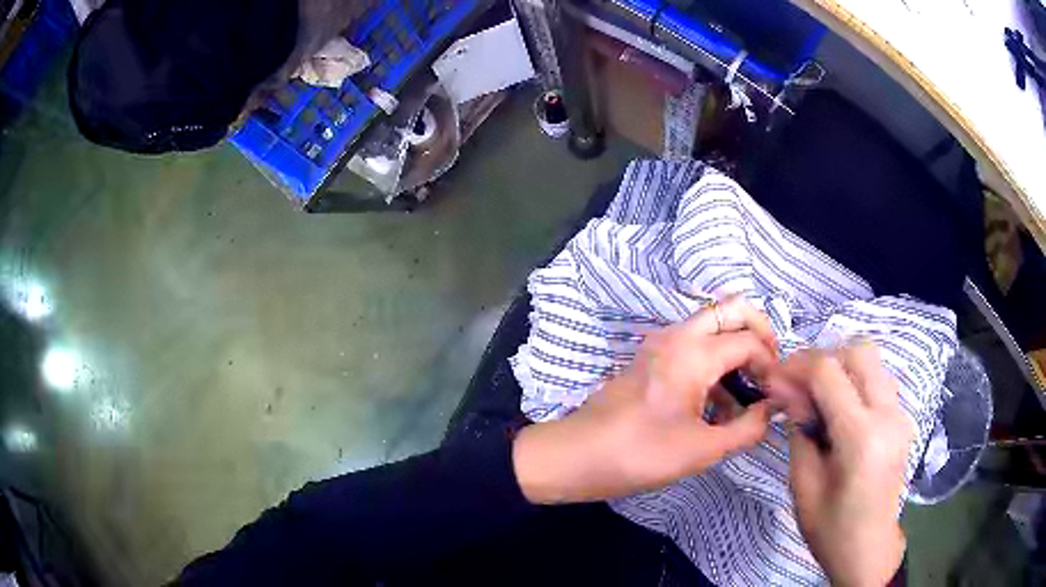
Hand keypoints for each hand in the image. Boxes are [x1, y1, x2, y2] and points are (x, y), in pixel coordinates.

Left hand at [513, 297, 778, 504]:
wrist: (576, 456)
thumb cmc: (640, 454)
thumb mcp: (702, 449)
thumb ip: (748, 428)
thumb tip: (773, 410)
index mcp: (693, 352)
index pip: (749, 341)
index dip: (771, 365)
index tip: (776, 395)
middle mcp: (677, 336)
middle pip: (731, 310)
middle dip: (759, 334)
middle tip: (770, 371)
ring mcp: (660, 345)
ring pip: (712, 329)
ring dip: (735, 353)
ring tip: (747, 398)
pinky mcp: (650, 360)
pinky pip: (692, 348)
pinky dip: (713, 366)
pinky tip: (718, 409)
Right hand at [773, 345, 911, 586]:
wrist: (868, 549)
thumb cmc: (831, 529)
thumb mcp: (804, 485)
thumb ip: (799, 430)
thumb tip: (787, 390)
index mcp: (862, 437)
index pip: (829, 373)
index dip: (796, 366)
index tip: (773, 377)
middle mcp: (888, 415)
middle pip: (858, 351)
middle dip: (822, 359)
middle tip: (798, 384)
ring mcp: (900, 415)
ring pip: (872, 361)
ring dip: (840, 367)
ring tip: (816, 396)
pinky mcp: (902, 419)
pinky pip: (878, 381)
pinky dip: (854, 382)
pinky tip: (837, 409)